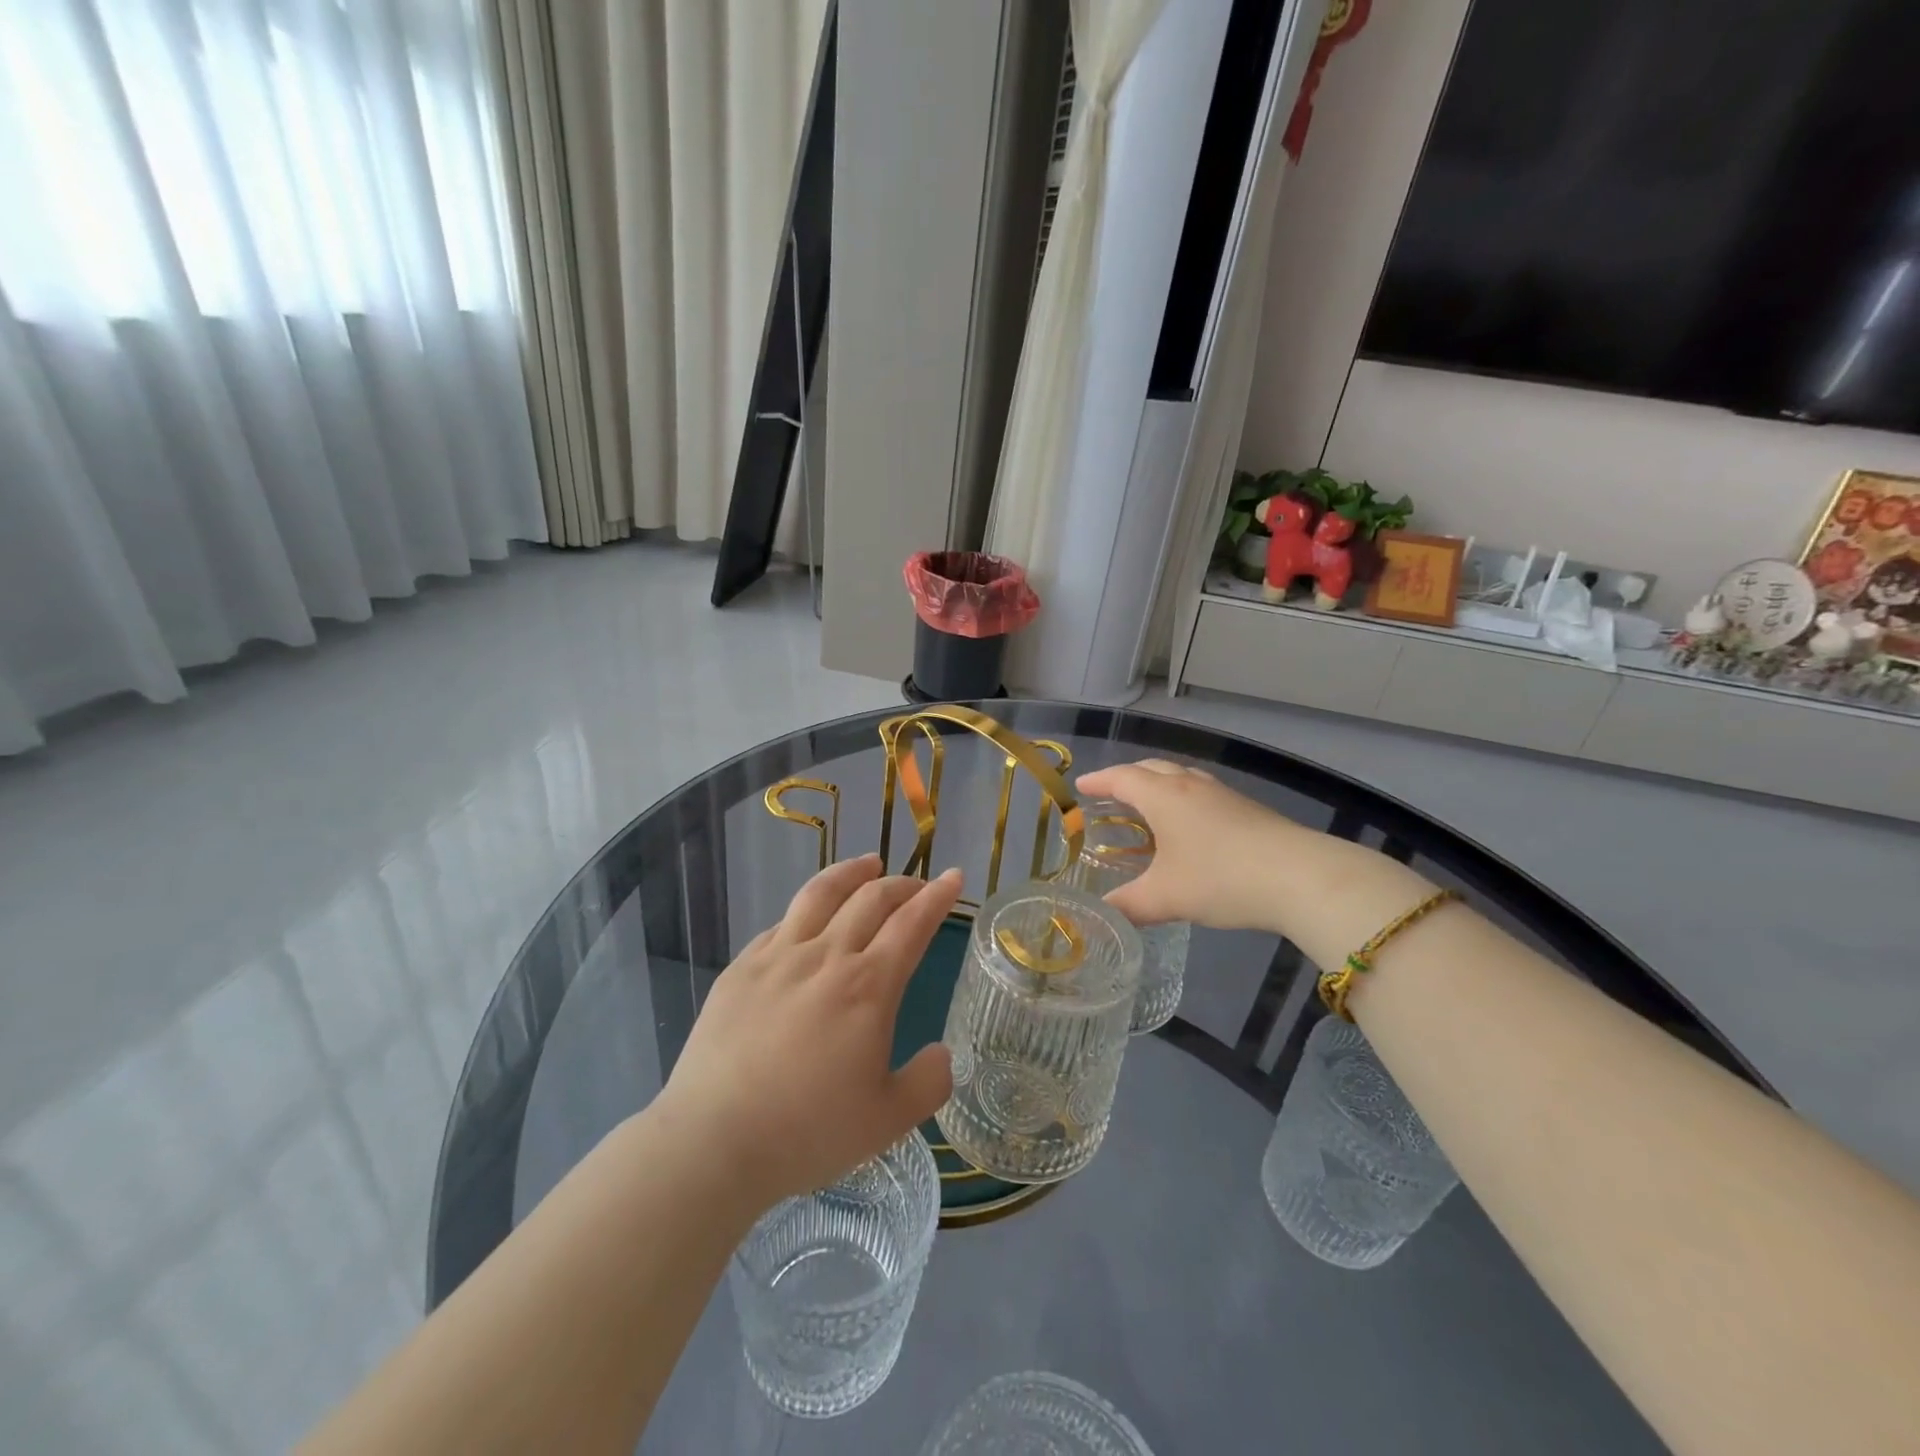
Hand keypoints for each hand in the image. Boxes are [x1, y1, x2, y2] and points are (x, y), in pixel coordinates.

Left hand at [656, 855, 960, 1208]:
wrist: (713, 1140)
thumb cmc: (808, 1132)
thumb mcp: (888, 1121)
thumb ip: (928, 1083)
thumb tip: (942, 1054)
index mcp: (868, 986)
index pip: (912, 923)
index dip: (937, 896)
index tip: (953, 876)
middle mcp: (826, 956)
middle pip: (870, 898)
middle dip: (902, 883)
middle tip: (918, 884)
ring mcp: (778, 957)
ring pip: (821, 893)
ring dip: (851, 872)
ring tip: (868, 864)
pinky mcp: (741, 968)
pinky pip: (782, 923)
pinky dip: (808, 910)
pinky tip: (809, 919)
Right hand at [1074, 760, 1295, 929]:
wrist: (1300, 877)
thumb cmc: (1220, 878)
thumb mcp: (1165, 898)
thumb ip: (1128, 906)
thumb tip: (1101, 916)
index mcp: (1164, 797)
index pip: (1122, 778)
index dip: (1099, 780)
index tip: (1081, 787)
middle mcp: (1191, 786)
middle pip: (1152, 769)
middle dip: (1127, 777)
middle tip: (1111, 793)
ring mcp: (1223, 795)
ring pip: (1181, 778)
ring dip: (1159, 785)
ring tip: (1149, 806)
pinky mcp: (1248, 810)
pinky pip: (1202, 793)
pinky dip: (1184, 799)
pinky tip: (1191, 827)